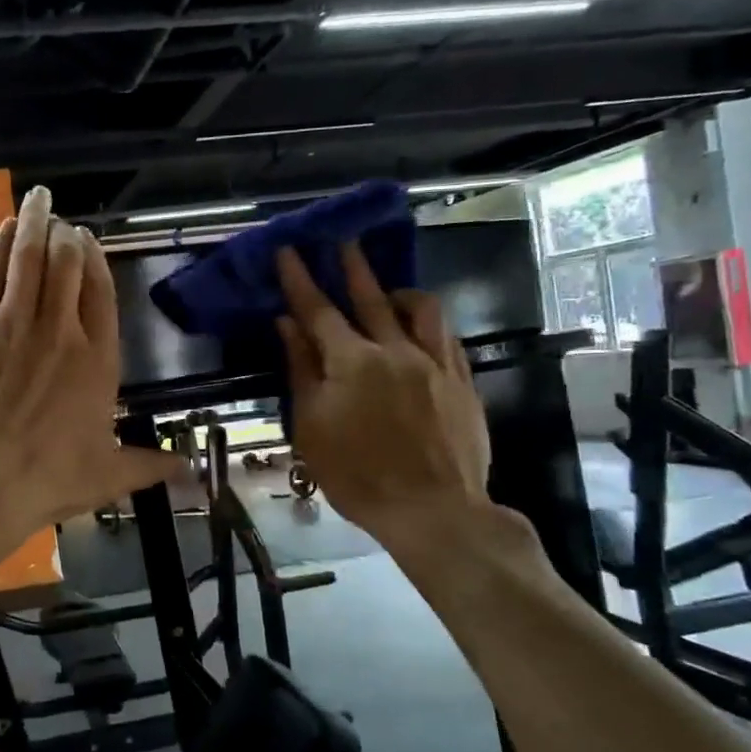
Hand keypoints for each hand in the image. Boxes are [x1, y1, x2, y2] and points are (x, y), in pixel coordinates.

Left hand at [0, 185, 185, 540]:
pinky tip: (5, 228)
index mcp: (98, 359)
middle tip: (63, 224)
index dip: (96, 263)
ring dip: (36, 223)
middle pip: (68, 266)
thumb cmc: (47, 478)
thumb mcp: (107, 475)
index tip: (89, 243)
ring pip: (31, 257)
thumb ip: (148, 464)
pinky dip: (1, 245)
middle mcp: (62, 329)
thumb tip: (189, 468)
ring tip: (39, 201)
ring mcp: (16, 320)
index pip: (102, 294)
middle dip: (67, 238)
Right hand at [275, 243, 493, 549]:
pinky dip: (429, 323)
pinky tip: (422, 327)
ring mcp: (435, 364)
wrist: (432, 510)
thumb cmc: (357, 474)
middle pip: (371, 298)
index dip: (300, 280)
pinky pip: (448, 337)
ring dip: (399, 291)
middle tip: (342, 240)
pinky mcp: (462, 382)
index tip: (288, 251)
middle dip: (352, 267)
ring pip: (421, 309)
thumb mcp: (311, 426)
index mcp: (352, 361)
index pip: (318, 310)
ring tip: (388, 289)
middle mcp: (396, 350)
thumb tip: (288, 326)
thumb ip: (301, 370)